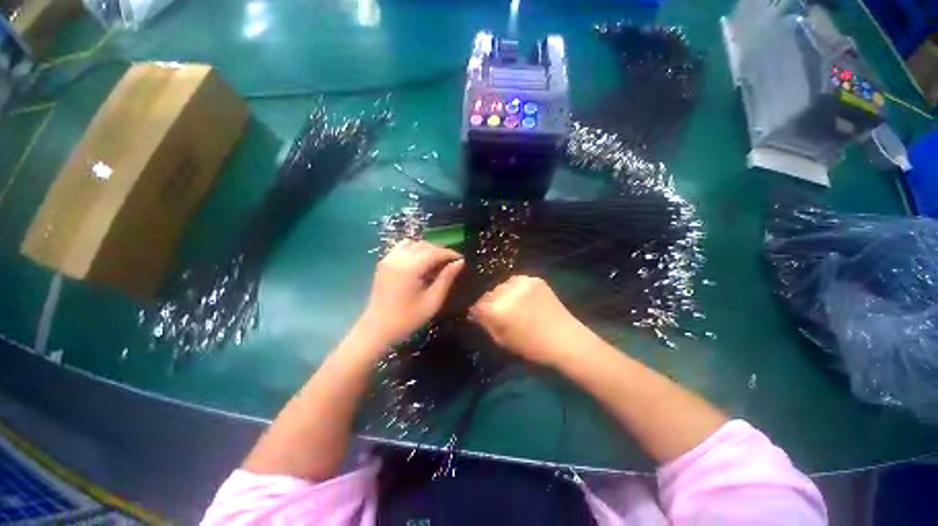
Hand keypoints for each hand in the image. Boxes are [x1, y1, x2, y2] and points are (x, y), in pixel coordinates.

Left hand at [359, 240, 464, 345]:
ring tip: (436, 262)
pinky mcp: (384, 262)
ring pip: (413, 243)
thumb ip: (446, 278)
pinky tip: (420, 262)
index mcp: (409, 268)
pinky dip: (414, 249)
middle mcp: (397, 258)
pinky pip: (402, 247)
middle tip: (451, 263)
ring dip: (427, 249)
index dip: (449, 253)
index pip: (434, 252)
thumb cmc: (407, 319)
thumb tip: (460, 262)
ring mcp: (388, 259)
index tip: (461, 259)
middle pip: (424, 245)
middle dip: (440, 251)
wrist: (377, 329)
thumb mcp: (432, 301)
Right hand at [469, 276, 588, 367]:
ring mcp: (522, 283)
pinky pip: (516, 281)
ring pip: (502, 285)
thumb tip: (475, 313)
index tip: (481, 316)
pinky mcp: (534, 279)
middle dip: (490, 302)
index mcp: (497, 310)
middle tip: (498, 312)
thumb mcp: (502, 340)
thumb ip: (486, 324)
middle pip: (489, 293)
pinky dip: (516, 288)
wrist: (565, 339)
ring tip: (512, 303)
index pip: (478, 305)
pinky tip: (523, 298)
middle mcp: (507, 292)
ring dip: (503, 294)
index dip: (478, 311)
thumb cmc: (532, 346)